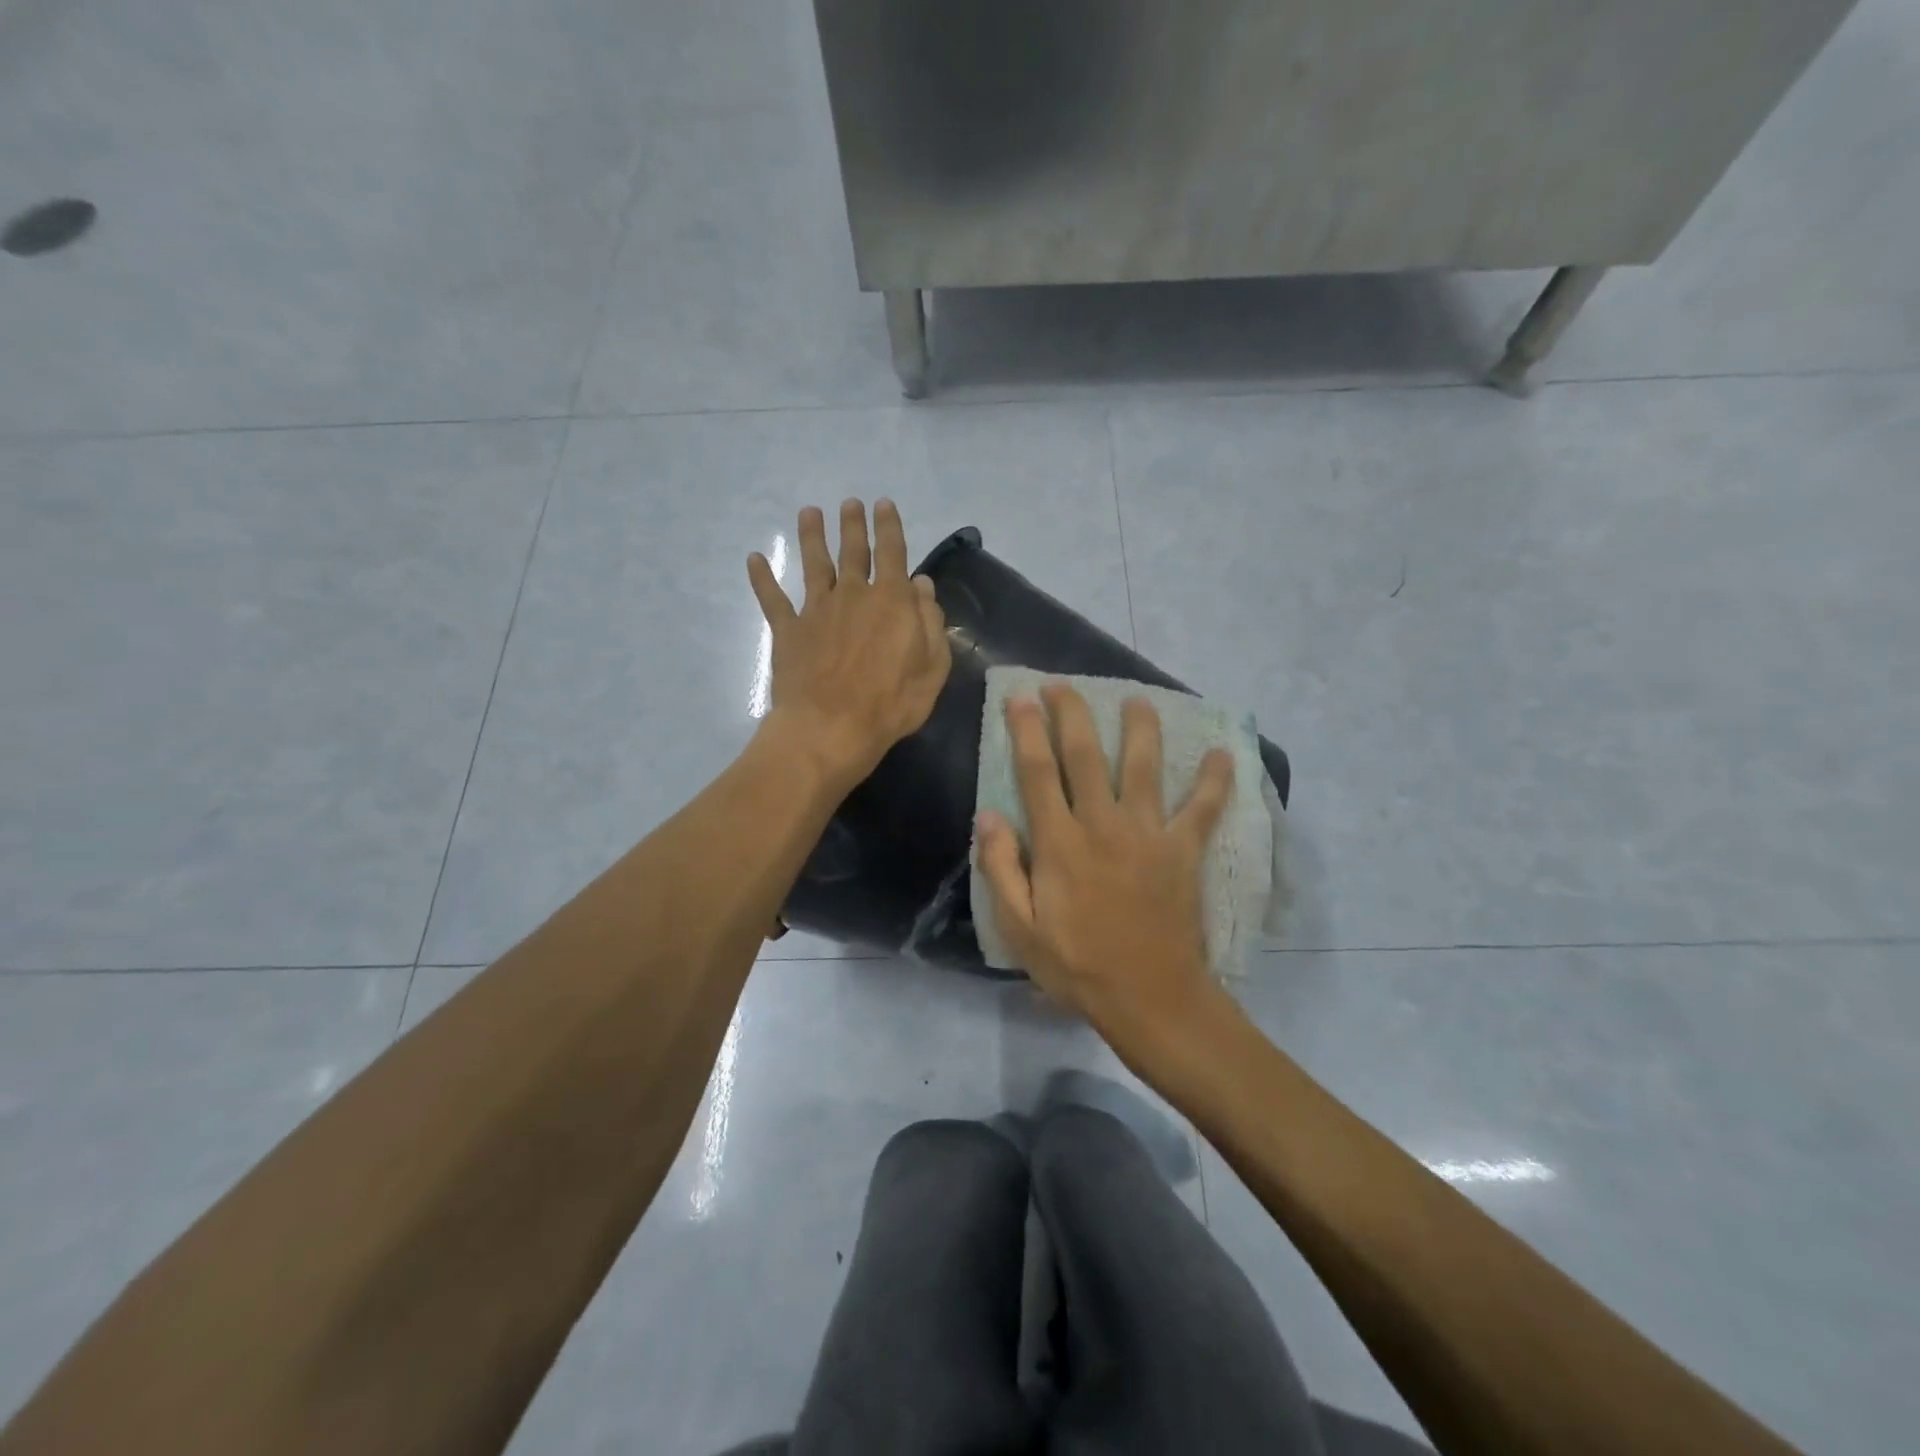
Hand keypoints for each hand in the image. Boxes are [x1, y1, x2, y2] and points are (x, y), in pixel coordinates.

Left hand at [748, 499, 949, 788]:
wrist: (831, 728)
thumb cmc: (891, 703)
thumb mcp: (933, 667)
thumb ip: (930, 622)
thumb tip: (922, 586)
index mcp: (892, 601)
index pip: (893, 553)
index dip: (889, 527)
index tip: (884, 505)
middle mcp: (853, 595)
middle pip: (853, 551)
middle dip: (853, 524)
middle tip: (850, 503)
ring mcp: (817, 610)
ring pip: (814, 564)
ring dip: (812, 535)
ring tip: (809, 512)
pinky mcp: (788, 630)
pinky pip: (772, 598)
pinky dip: (762, 578)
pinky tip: (754, 559)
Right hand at [976, 684, 1235, 1065]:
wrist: (1150, 997)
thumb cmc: (1077, 965)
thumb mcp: (1020, 928)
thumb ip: (1001, 868)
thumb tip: (989, 815)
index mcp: (1060, 842)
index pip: (1038, 772)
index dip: (1027, 730)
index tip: (1021, 698)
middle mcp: (1103, 825)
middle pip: (1086, 755)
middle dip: (1072, 714)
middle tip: (1062, 685)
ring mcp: (1149, 834)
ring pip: (1144, 767)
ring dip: (1140, 729)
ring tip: (1138, 700)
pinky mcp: (1183, 851)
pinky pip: (1204, 809)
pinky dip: (1216, 782)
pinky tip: (1225, 755)